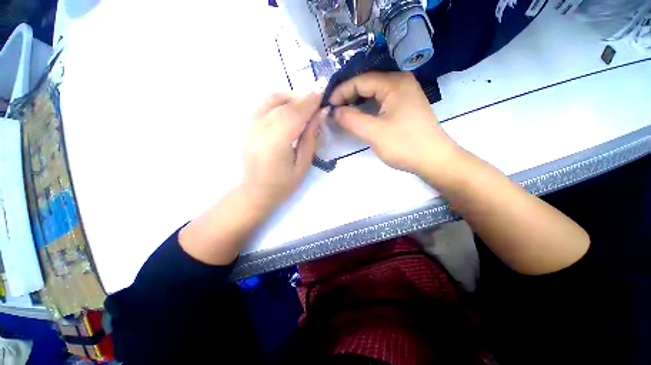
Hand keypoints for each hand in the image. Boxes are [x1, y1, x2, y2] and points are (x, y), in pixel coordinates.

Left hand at [241, 92, 323, 210]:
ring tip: (305, 103)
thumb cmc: (283, 184)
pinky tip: (289, 107)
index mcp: (275, 144)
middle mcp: (259, 130)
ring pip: (271, 100)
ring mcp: (250, 126)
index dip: (309, 101)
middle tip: (318, 97)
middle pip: (283, 104)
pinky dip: (279, 101)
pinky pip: (264, 105)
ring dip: (291, 97)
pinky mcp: (247, 126)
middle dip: (303, 97)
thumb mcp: (303, 165)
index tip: (323, 90)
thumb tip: (319, 114)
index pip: (294, 114)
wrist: (255, 191)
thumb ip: (310, 138)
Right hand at [329, 72, 459, 175]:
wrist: (434, 160)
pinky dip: (368, 106)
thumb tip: (334, 111)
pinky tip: (360, 114)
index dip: (341, 91)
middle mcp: (401, 82)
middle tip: (334, 109)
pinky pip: (382, 100)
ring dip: (357, 101)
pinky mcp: (406, 106)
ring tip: (343, 111)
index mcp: (394, 83)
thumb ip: (351, 119)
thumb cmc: (405, 145)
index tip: (328, 105)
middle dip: (348, 95)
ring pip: (374, 92)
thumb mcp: (374, 132)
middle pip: (368, 83)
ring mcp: (405, 94)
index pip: (360, 80)